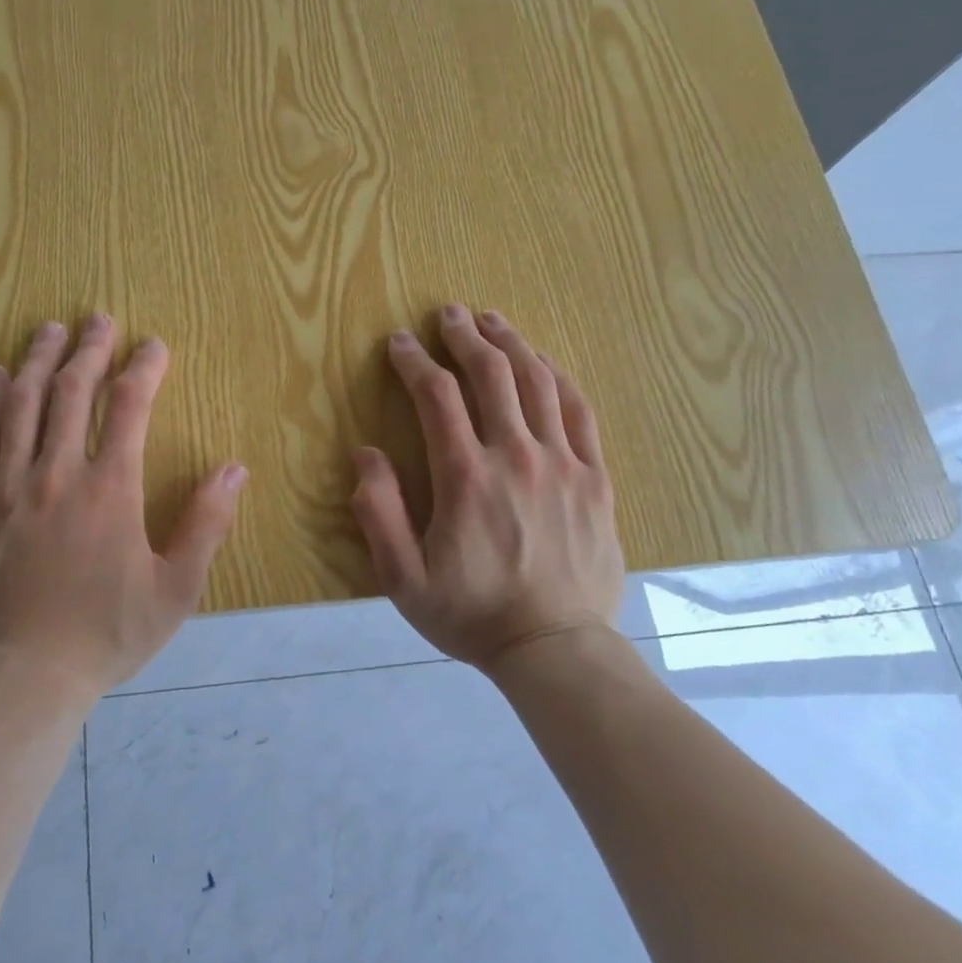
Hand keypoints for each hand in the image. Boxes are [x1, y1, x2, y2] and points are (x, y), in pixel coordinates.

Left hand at [0, 316, 246, 696]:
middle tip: (98, 317)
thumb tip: (233, 468)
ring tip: (48, 329)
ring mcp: (7, 488)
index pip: (129, 407)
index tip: (153, 345)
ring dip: (36, 361)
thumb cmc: (107, 635)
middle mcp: (56, 474)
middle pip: (70, 392)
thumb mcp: (176, 589)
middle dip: (89, 349)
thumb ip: (206, 524)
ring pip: (19, 406)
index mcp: (110, 490)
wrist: (23, 678)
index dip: (143, 368)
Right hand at [350, 305, 624, 668]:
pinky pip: (580, 412)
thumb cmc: (471, 614)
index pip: (437, 396)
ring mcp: (563, 464)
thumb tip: (366, 454)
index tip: (399, 342)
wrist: (555, 648)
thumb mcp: (403, 578)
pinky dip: (559, 378)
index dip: (414, 361)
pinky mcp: (595, 479)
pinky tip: (544, 363)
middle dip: (464, 337)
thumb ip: (378, 513)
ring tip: (492, 321)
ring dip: (511, 344)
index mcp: (465, 476)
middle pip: (491, 375)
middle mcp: (516, 456)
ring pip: (538, 383)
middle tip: (448, 314)